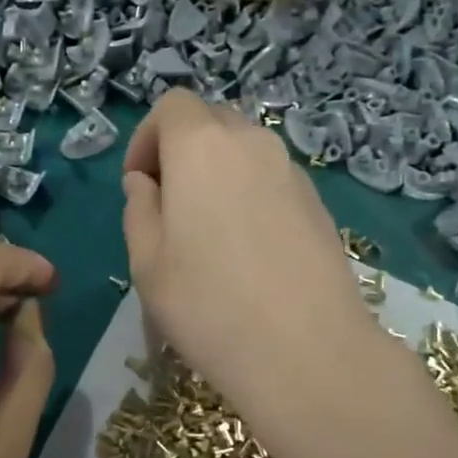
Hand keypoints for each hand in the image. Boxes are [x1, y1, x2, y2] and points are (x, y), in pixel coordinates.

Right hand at [122, 90, 377, 404]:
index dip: (147, 138)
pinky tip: (250, 251)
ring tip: (210, 233)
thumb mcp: (147, 262)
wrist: (307, 352)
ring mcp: (293, 172)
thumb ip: (139, 209)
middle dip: (182, 151)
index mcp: (202, 146)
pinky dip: (251, 194)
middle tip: (170, 207)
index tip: (140, 185)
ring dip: (218, 173)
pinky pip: (273, 179)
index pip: (172, 106)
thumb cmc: (208, 305)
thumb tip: (146, 184)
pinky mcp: (319, 203)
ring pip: (245, 151)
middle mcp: (253, 143)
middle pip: (211, 121)